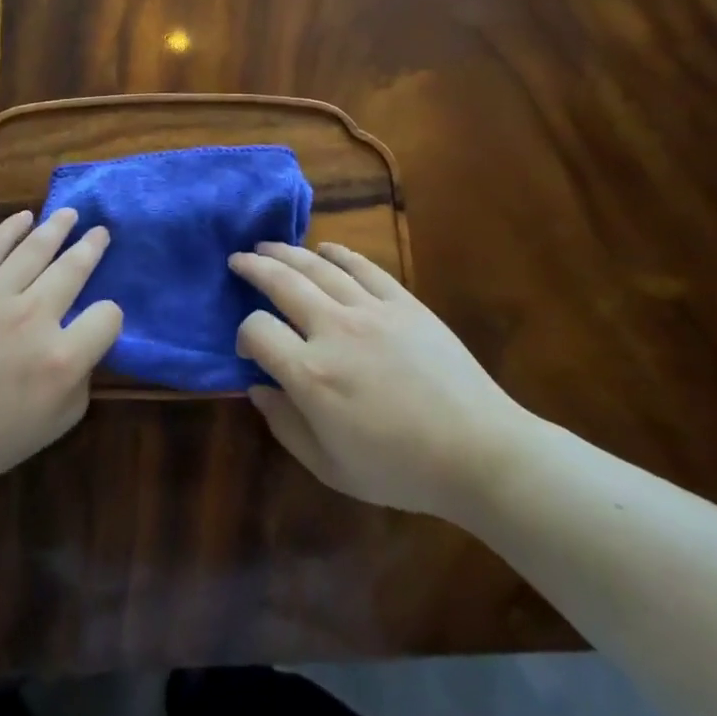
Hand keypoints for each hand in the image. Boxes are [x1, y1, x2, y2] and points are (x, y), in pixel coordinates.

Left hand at [0, 209, 122, 493]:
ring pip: (36, 249)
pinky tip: (24, 217)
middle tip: (100, 232)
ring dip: (58, 228)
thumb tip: (82, 362)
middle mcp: (35, 315)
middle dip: (91, 248)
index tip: (102, 318)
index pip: (107, 318)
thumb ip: (74, 396)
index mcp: (60, 359)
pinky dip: (11, 229)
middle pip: (74, 270)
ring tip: (70, 214)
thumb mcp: (40, 435)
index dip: (110, 316)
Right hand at [230, 242, 531, 519]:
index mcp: (310, 374)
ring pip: (318, 267)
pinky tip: (324, 248)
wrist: (478, 452)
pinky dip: (339, 253)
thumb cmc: (401, 469)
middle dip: (253, 268)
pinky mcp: (403, 302)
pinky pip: (363, 267)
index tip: (249, 347)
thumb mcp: (331, 468)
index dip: (244, 334)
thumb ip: (285, 427)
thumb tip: (256, 389)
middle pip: (281, 282)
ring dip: (287, 252)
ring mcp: (370, 310)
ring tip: (267, 246)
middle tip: (238, 260)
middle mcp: (333, 330)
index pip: (257, 330)